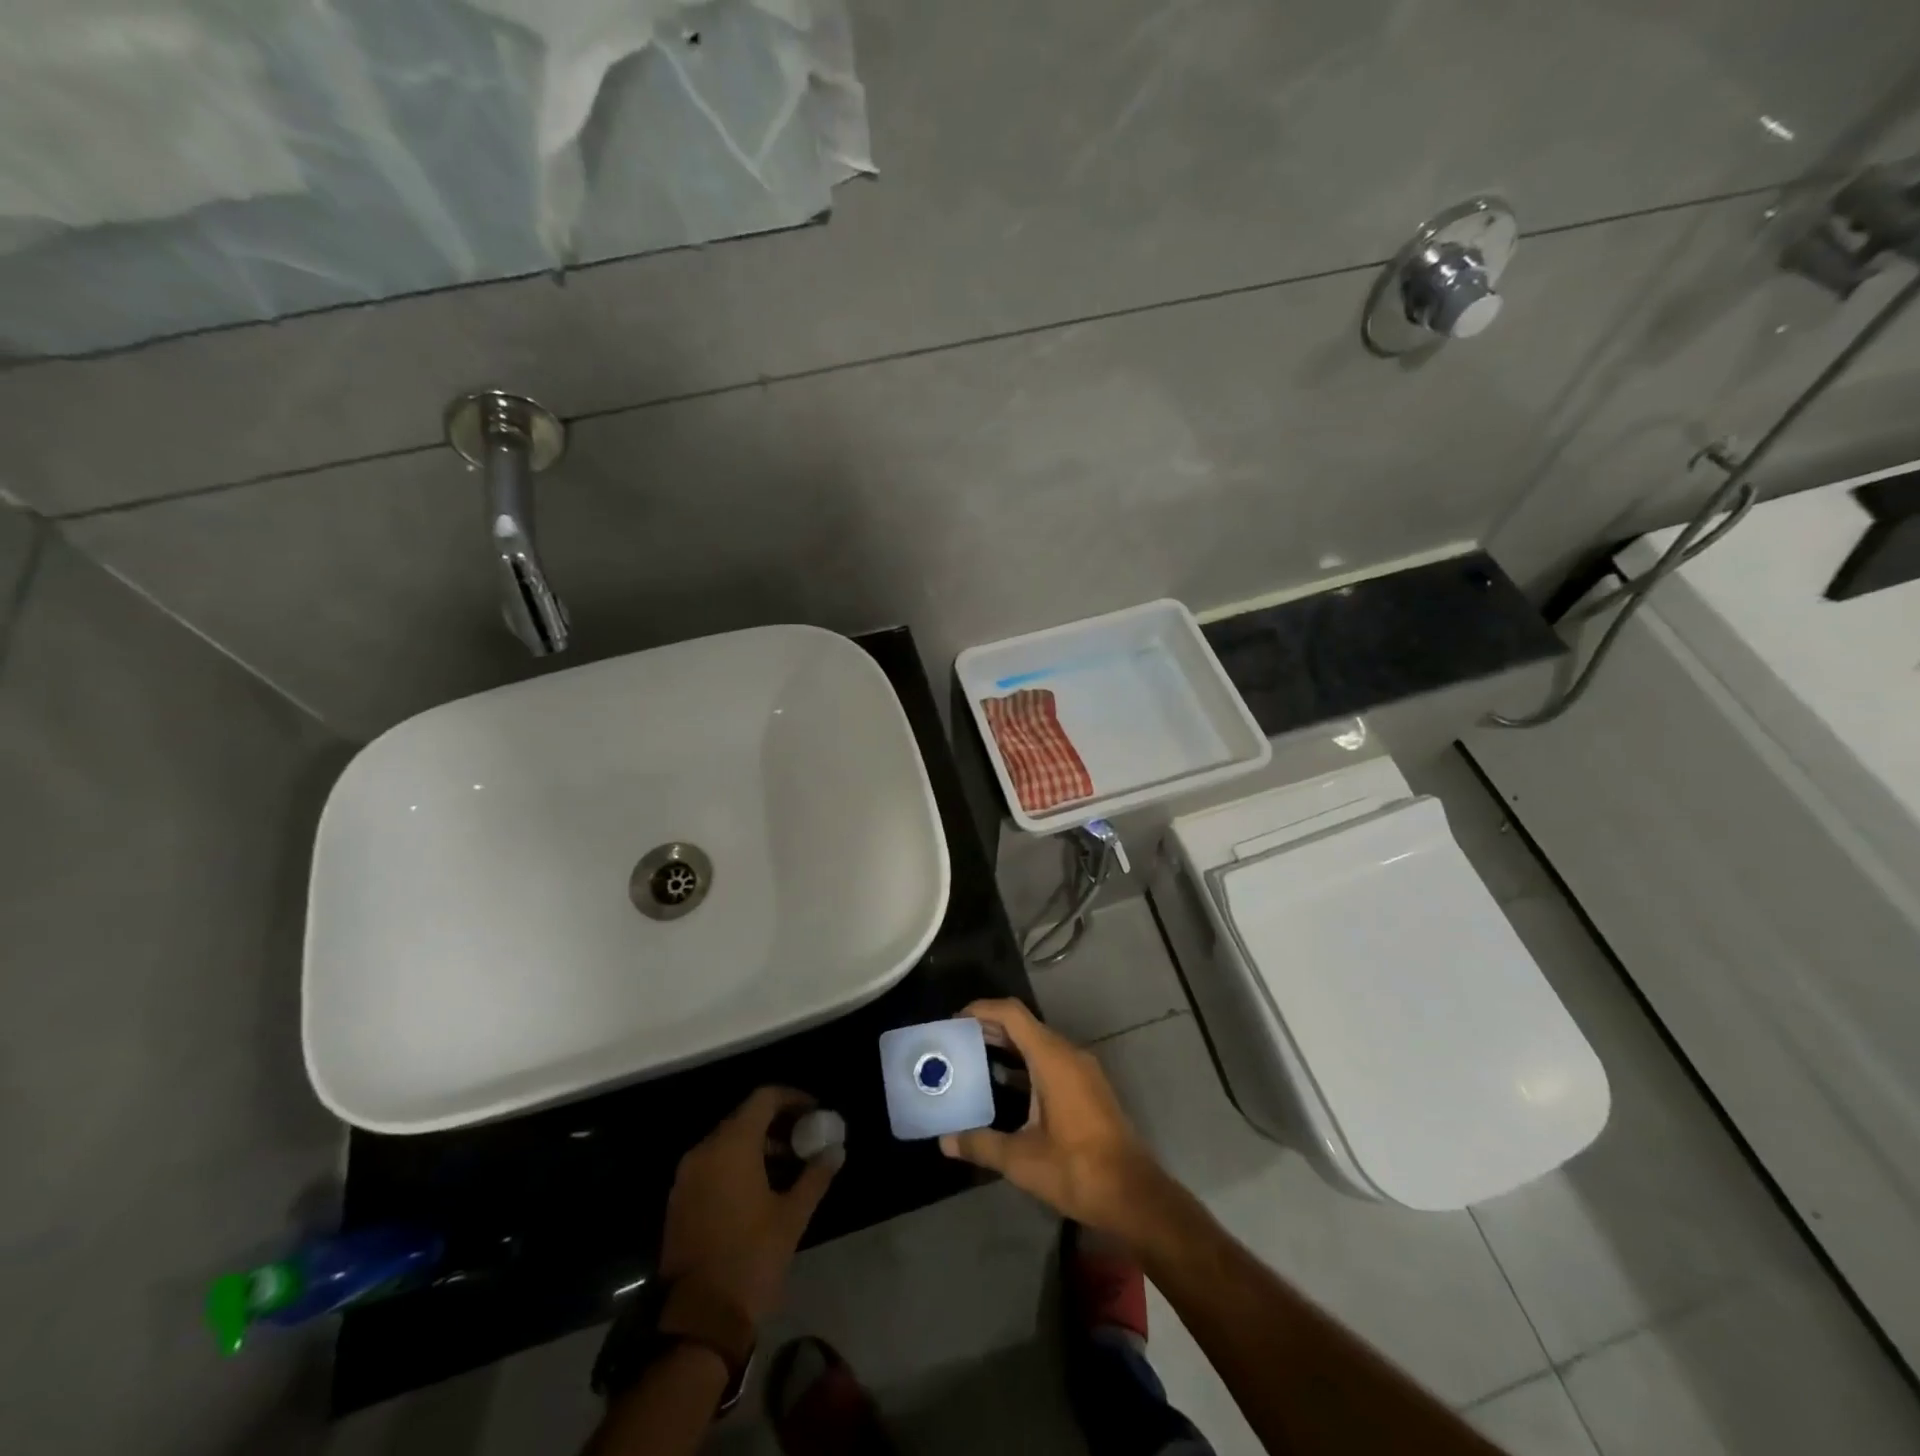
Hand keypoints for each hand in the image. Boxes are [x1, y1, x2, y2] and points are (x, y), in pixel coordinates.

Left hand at [658, 1087, 841, 1324]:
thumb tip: (836, 1151)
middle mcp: (705, 1151)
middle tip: (807, 1138)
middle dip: (778, 1123)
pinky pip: (713, 1164)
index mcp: (731, 1146)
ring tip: (790, 1166)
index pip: (764, 1098)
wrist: (697, 1321)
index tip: (815, 1112)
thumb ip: (815, 1177)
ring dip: (759, 1145)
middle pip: (745, 1117)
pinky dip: (738, 1164)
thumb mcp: (791, 1217)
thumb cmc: (750, 1259)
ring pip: (728, 1142)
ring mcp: (687, 1176)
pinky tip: (762, 1188)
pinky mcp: (680, 1200)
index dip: (793, 1099)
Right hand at [939, 998, 1168, 1237]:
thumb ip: (981, 1144)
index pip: (1012, 1014)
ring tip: (974, 1059)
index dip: (982, 1009)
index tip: (955, 1020)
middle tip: (957, 1040)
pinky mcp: (1088, 1088)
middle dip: (990, 1027)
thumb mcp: (1021, 1160)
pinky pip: (1051, 1061)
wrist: (1134, 1196)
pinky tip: (1004, 1085)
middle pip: (1025, 1025)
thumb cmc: (1077, 1170)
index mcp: (1053, 1059)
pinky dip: (1025, 1064)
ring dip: (1008, 1046)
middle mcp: (1069, 1055)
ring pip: (1039, 1044)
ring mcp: (1082, 1071)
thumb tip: (945, 1141)